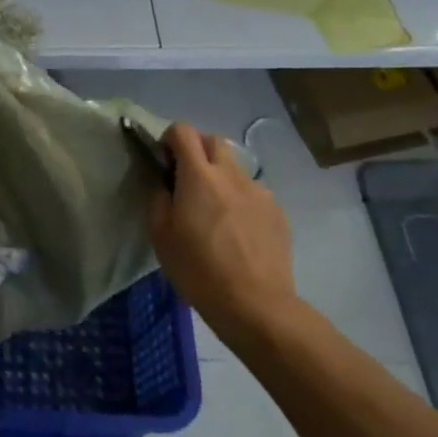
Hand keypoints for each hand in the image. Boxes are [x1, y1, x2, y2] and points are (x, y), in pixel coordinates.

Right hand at [148, 123, 299, 340]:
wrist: (255, 304)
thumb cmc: (198, 269)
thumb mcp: (160, 235)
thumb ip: (159, 198)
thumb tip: (165, 184)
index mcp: (199, 176)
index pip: (184, 131)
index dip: (170, 139)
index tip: (164, 161)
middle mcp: (231, 175)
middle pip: (214, 141)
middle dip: (197, 150)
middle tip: (187, 179)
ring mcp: (259, 192)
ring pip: (236, 168)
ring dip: (220, 177)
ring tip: (215, 211)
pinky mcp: (278, 212)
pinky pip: (253, 193)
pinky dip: (241, 200)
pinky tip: (237, 231)